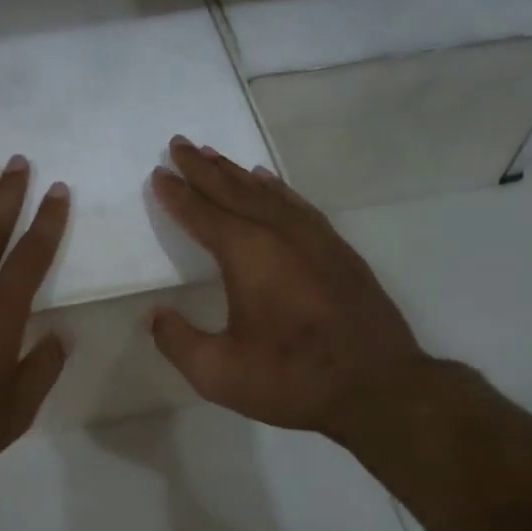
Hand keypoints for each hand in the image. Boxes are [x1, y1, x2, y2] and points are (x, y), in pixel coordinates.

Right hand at [149, 138, 432, 442]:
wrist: (378, 386)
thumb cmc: (292, 378)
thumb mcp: (219, 373)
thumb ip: (178, 341)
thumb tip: (154, 315)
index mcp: (247, 254)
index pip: (202, 214)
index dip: (177, 194)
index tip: (158, 173)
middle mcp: (279, 233)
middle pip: (233, 190)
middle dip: (203, 168)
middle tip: (179, 144)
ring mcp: (314, 237)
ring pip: (267, 192)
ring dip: (236, 173)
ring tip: (214, 155)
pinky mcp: (338, 249)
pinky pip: (297, 204)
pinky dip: (276, 188)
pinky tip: (267, 182)